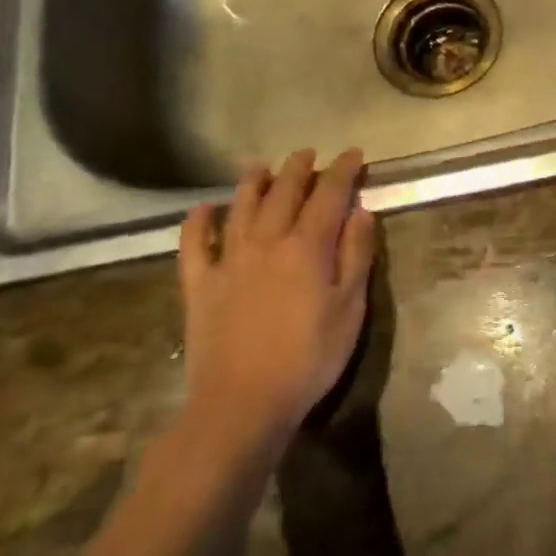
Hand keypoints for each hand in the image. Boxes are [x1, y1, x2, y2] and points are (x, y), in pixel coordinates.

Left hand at [176, 148, 378, 459]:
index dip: (342, 171)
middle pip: (283, 195)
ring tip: (261, 166)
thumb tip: (361, 211)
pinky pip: (193, 245)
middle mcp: (266, 243)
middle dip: (299, 169)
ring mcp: (227, 262)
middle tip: (309, 153)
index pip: (329, 196)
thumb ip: (356, 255)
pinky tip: (202, 209)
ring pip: (240, 209)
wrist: (242, 403)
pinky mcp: (199, 286)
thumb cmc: (310, 357)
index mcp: (307, 248)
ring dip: (252, 184)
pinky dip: (197, 222)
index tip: (354, 153)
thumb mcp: (350, 307)